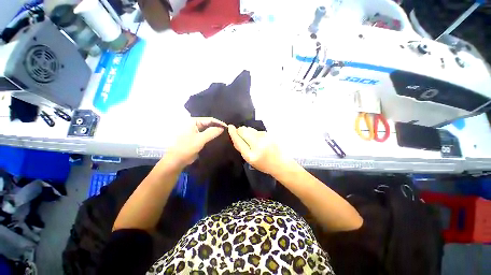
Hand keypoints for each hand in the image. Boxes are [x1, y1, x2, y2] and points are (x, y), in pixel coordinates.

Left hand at [164, 117, 225, 168]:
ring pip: (208, 129)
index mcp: (193, 121)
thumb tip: (222, 128)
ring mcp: (195, 131)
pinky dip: (212, 136)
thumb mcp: (200, 140)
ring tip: (225, 134)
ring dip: (215, 132)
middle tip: (228, 131)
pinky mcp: (197, 138)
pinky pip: (206, 135)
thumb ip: (211, 132)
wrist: (176, 161)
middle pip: (209, 123)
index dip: (219, 123)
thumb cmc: (186, 148)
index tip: (228, 127)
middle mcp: (194, 124)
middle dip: (218, 127)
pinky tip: (219, 138)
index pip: (209, 119)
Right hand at [228, 125, 290, 175]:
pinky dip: (255, 133)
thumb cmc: (264, 164)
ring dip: (248, 132)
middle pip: (244, 131)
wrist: (281, 163)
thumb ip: (241, 147)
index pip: (238, 141)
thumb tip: (235, 134)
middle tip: (241, 136)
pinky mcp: (269, 133)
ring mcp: (264, 137)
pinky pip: (257, 130)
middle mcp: (258, 144)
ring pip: (250, 129)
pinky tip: (259, 140)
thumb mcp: (250, 160)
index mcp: (251, 155)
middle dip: (240, 131)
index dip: (233, 133)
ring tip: (253, 140)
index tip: (230, 127)